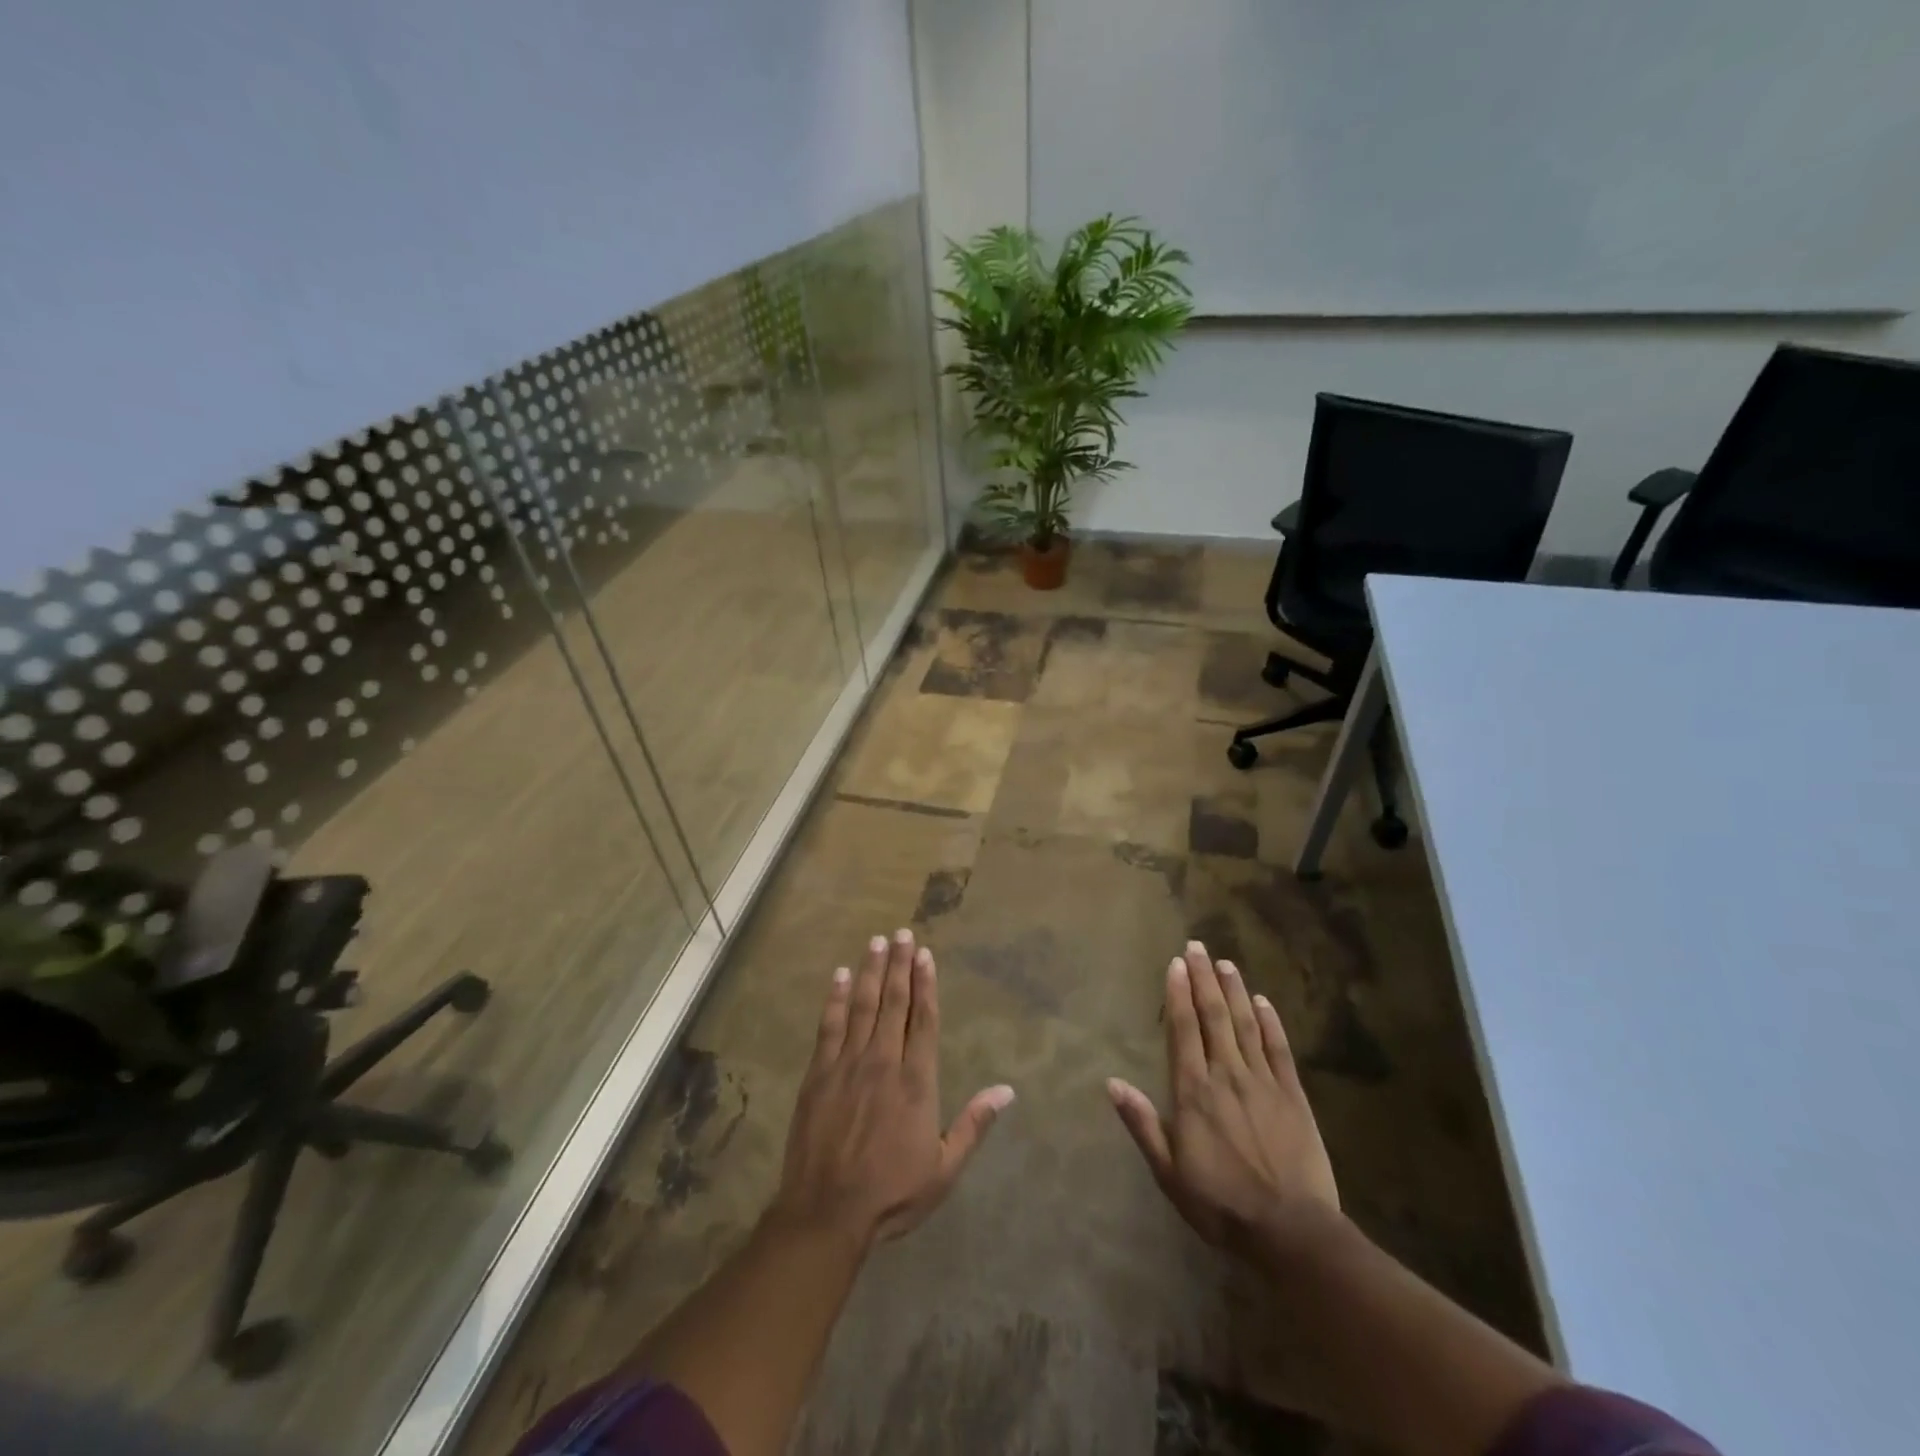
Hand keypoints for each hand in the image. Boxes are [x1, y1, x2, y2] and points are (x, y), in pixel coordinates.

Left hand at [772, 928, 1013, 1247]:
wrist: (826, 1213)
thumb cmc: (891, 1193)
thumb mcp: (944, 1168)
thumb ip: (974, 1124)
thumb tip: (1007, 1091)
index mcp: (916, 1082)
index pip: (923, 1020)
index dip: (926, 984)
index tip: (926, 955)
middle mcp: (883, 1062)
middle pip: (894, 1003)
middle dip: (900, 965)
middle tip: (903, 933)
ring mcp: (847, 1065)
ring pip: (863, 1006)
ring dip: (872, 971)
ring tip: (878, 942)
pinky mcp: (818, 1074)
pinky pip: (829, 1026)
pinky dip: (836, 998)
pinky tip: (841, 976)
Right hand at [1108, 940, 1338, 1255]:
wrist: (1292, 1232)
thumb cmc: (1221, 1204)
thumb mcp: (1169, 1172)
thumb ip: (1142, 1124)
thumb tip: (1112, 1082)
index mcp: (1194, 1091)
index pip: (1184, 1030)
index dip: (1178, 994)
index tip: (1175, 963)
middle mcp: (1227, 1075)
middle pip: (1214, 1016)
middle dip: (1204, 978)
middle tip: (1197, 946)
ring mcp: (1264, 1082)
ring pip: (1245, 1024)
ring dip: (1234, 990)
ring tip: (1225, 962)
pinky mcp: (1294, 1095)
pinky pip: (1280, 1049)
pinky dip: (1270, 1022)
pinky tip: (1263, 1001)